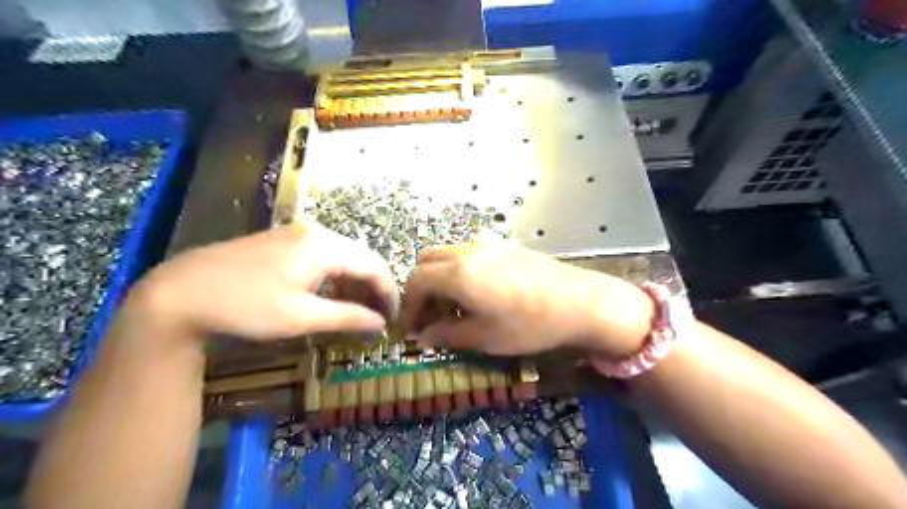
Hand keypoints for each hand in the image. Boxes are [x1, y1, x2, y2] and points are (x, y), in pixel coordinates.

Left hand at [127, 220, 396, 341]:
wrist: (179, 292)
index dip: (388, 293)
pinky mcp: (283, 241)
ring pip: (343, 256)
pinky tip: (330, 296)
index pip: (373, 266)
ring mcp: (297, 233)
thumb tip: (381, 324)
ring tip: (357, 311)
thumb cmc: (245, 306)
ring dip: (354, 283)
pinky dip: (335, 277)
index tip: (394, 319)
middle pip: (361, 258)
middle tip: (378, 318)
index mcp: (324, 246)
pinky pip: (323, 256)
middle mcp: (316, 232)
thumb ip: (347, 317)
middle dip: (373, 288)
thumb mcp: (300, 317)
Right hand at [402, 243, 652, 357]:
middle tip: (429, 316)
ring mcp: (488, 246)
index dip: (408, 306)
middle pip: (427, 261)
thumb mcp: (485, 337)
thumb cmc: (530, 324)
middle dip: (420, 288)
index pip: (416, 281)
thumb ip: (448, 335)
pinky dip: (458, 271)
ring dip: (439, 278)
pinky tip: (476, 294)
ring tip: (453, 307)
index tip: (411, 329)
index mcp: (458, 274)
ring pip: (448, 255)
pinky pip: (468, 254)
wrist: (581, 302)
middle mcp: (468, 252)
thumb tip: (425, 337)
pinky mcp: (505, 247)